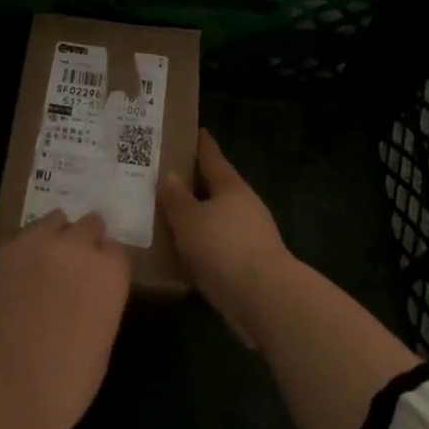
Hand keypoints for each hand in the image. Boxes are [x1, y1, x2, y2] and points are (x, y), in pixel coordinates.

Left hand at [0, 210, 129, 428]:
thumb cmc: (62, 387)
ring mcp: (32, 242)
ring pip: (50, 222)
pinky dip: (18, 254)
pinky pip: (15, 240)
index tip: (97, 280)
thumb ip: (101, 301)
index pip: (116, 249)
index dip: (106, 264)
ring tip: (39, 267)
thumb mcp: (101, 343)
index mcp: (108, 272)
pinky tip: (9, 280)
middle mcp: (74, 246)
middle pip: (88, 224)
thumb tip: (89, 291)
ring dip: (51, 239)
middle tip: (71, 268)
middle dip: (83, 242)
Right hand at [158, 129, 292, 347]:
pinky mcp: (249, 262)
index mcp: (230, 186)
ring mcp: (250, 234)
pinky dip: (203, 241)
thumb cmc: (224, 247)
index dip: (200, 143)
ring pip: (217, 216)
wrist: (264, 298)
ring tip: (168, 215)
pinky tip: (184, 250)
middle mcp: (244, 204)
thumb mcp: (189, 219)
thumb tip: (168, 174)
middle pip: (216, 186)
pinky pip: (219, 243)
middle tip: (164, 176)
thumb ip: (176, 197)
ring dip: (198, 215)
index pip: (212, 156)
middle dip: (193, 182)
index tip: (191, 130)